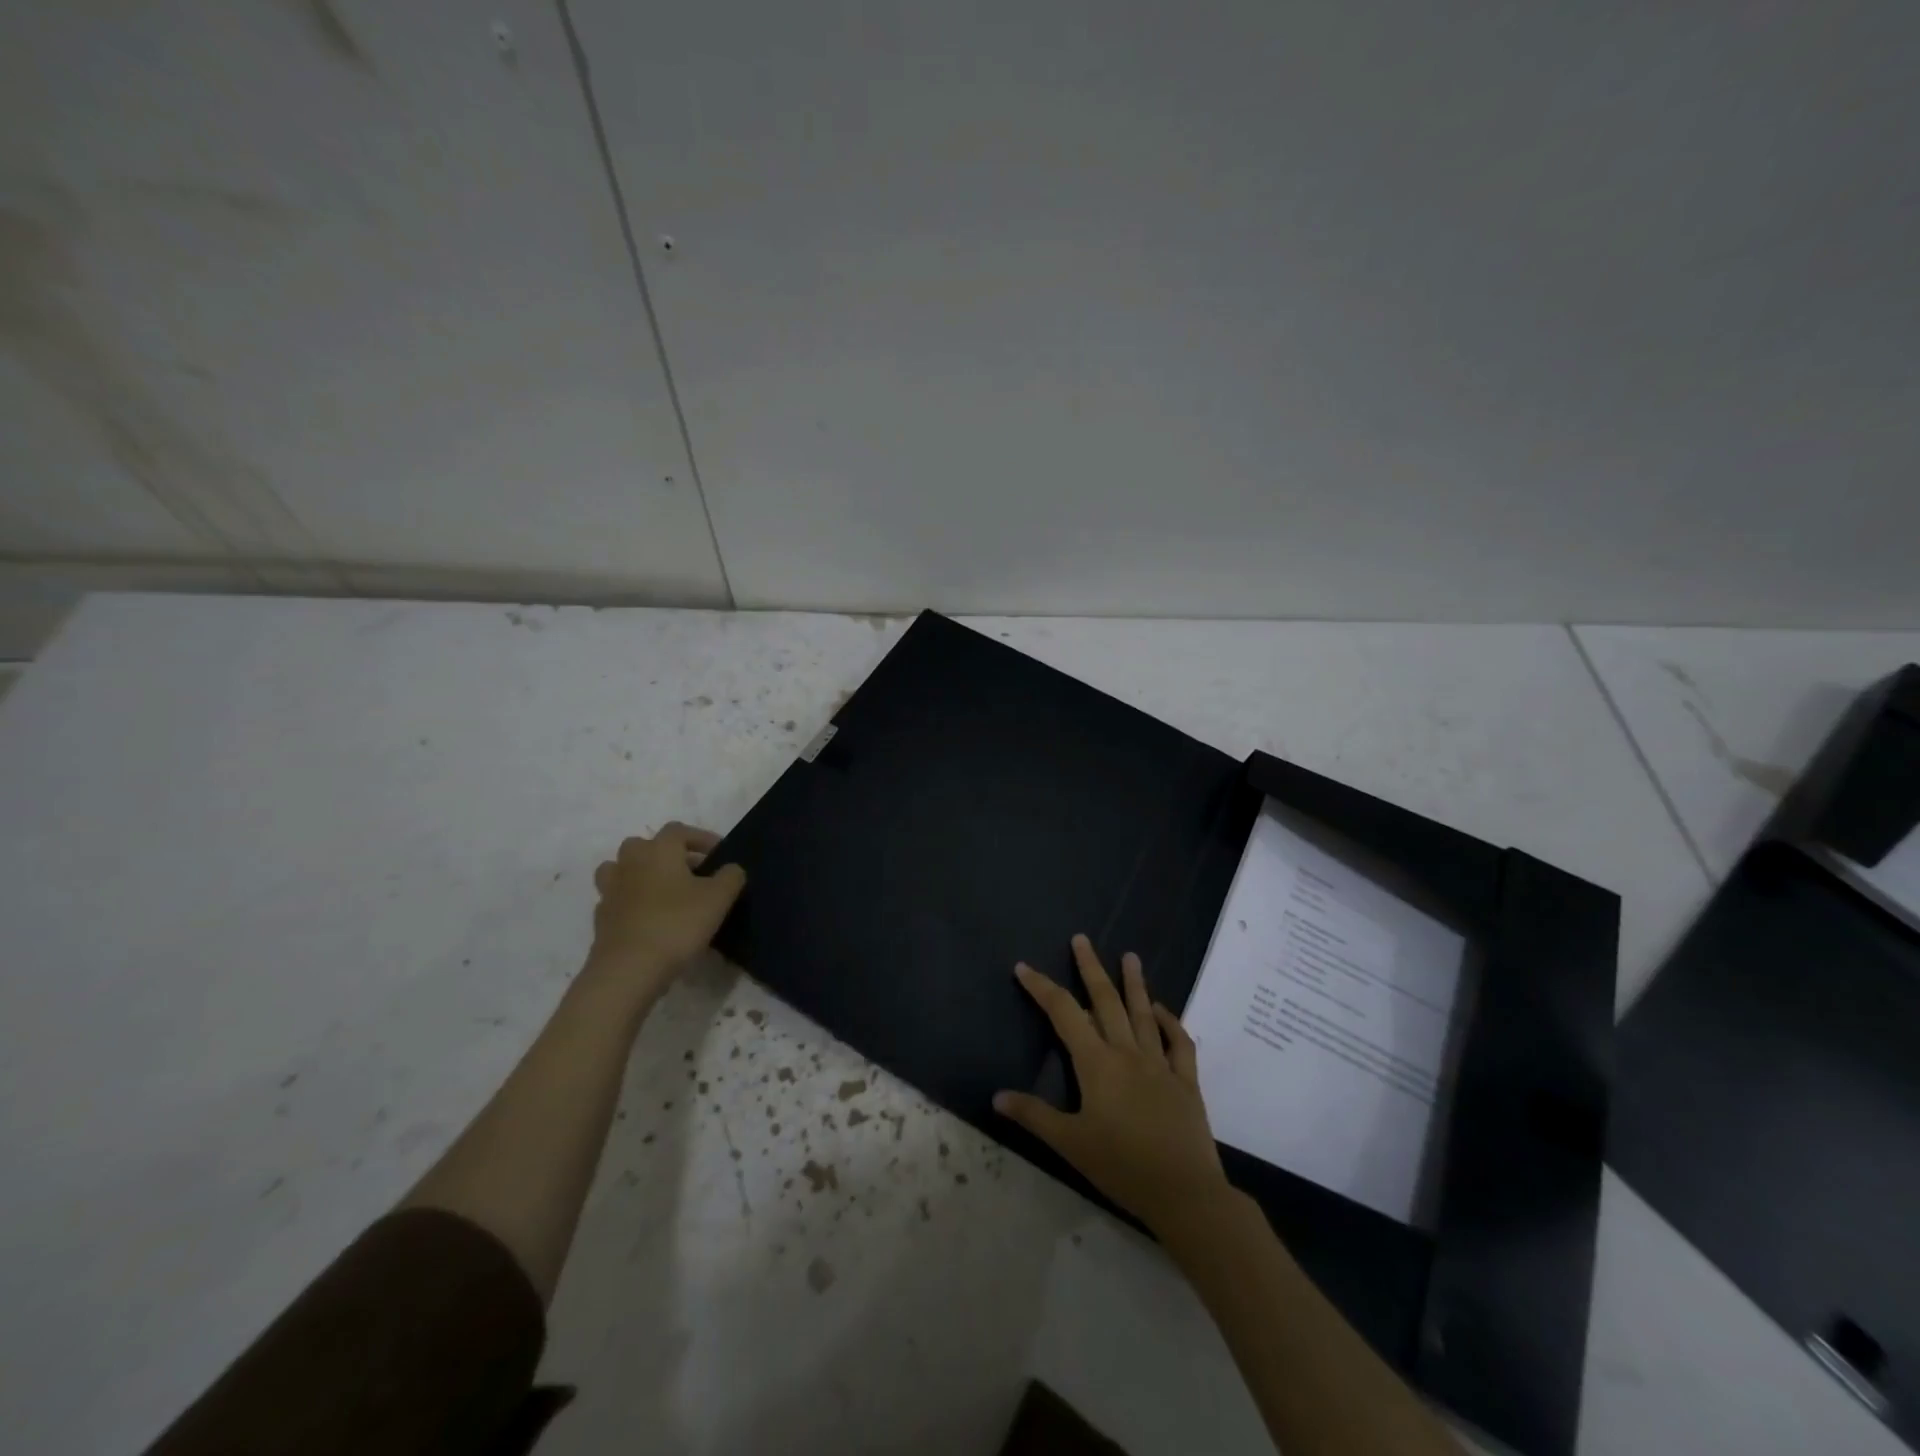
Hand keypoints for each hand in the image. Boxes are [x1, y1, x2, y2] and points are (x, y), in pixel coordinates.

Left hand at [581, 823, 745, 1011]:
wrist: (629, 969)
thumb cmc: (677, 923)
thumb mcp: (719, 898)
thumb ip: (731, 876)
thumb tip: (731, 869)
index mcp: (658, 850)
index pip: (679, 830)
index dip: (701, 838)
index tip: (719, 854)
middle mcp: (630, 862)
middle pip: (645, 845)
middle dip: (668, 854)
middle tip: (691, 873)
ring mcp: (610, 890)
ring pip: (623, 869)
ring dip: (642, 874)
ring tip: (665, 892)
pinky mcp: (601, 918)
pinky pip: (618, 899)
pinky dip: (632, 902)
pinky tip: (650, 919)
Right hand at [995, 934, 1229, 1235]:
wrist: (1184, 1193)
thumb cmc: (1121, 1166)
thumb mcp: (1070, 1143)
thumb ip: (1034, 1116)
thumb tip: (997, 1096)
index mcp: (1097, 1063)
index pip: (1064, 1013)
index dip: (1042, 988)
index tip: (1024, 967)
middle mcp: (1128, 1053)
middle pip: (1105, 1001)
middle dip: (1090, 968)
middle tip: (1082, 939)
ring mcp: (1160, 1064)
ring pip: (1144, 1014)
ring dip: (1135, 984)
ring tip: (1131, 956)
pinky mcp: (1186, 1081)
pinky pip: (1180, 1044)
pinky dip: (1172, 1023)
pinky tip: (1163, 1011)